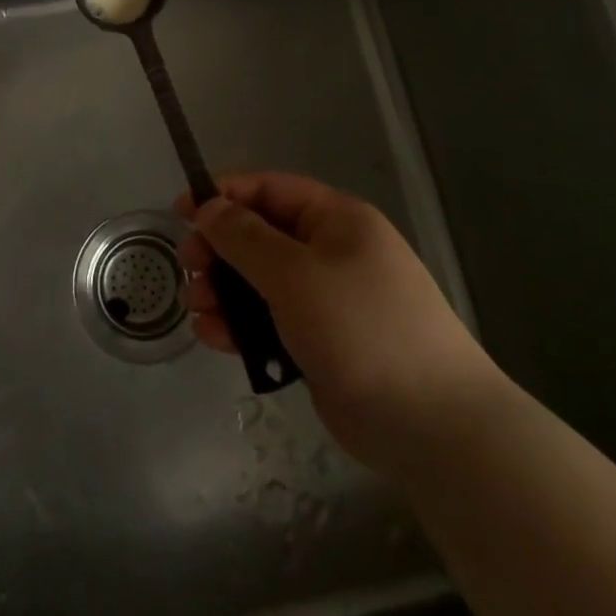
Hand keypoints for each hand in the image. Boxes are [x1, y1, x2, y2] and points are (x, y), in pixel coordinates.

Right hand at [177, 173, 495, 475]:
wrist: (433, 426)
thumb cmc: (361, 329)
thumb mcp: (295, 273)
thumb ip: (245, 237)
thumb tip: (209, 207)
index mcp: (336, 220)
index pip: (269, 189)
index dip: (223, 195)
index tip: (182, 212)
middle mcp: (331, 252)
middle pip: (260, 235)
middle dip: (219, 249)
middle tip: (188, 268)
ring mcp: (327, 300)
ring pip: (260, 281)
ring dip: (224, 290)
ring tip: (197, 309)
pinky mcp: (321, 343)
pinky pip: (270, 321)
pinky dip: (241, 325)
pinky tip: (215, 338)